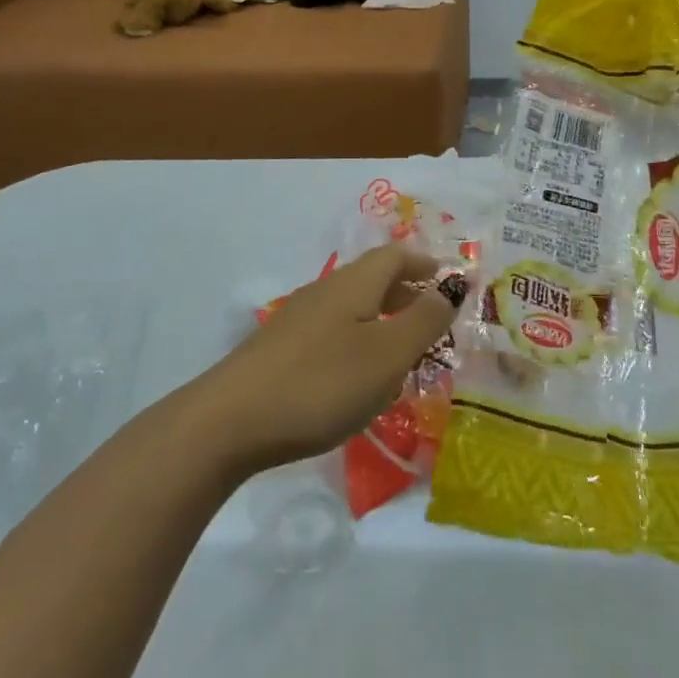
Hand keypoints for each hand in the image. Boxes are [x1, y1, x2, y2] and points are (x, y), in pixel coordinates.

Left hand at [191, 245, 459, 477]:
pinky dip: (357, 340)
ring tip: (402, 350)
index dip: (424, 263)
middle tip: (433, 318)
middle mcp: (325, 291)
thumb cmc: (321, 383)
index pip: (395, 255)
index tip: (449, 280)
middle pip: (373, 278)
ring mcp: (297, 319)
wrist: (229, 422)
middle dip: (406, 291)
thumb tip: (449, 287)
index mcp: (355, 283)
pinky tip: (358, 377)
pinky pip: (332, 331)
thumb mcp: (387, 355)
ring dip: (382, 318)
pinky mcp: (279, 350)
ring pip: (352, 306)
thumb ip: (424, 320)